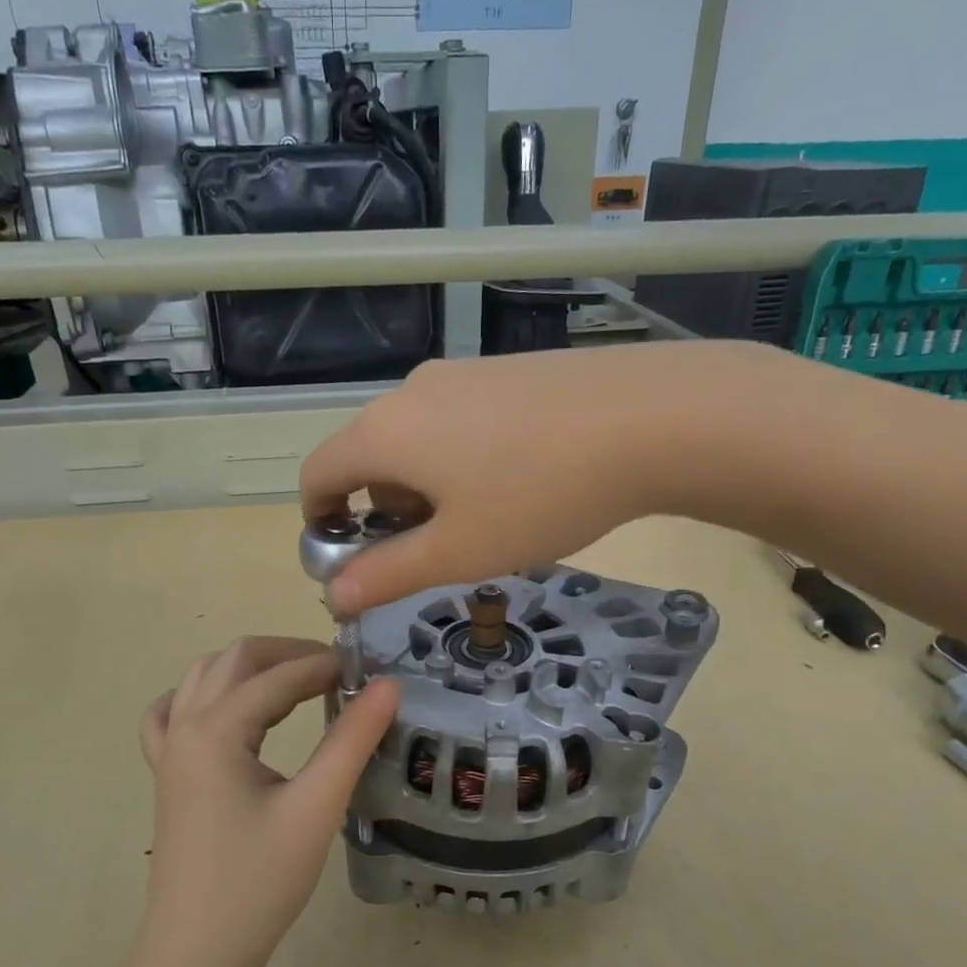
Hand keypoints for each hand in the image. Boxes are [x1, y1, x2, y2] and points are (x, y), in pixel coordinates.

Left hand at [137, 637, 399, 966]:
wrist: (196, 953)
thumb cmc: (259, 882)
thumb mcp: (316, 808)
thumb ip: (352, 740)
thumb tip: (389, 685)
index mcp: (216, 729)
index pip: (280, 676)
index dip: (327, 666)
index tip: (370, 671)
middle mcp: (185, 726)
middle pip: (236, 659)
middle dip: (288, 654)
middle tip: (338, 672)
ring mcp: (168, 750)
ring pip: (203, 677)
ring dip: (250, 668)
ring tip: (297, 683)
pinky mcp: (166, 775)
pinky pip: (170, 714)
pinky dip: (200, 696)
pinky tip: (223, 710)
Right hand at [299, 344, 750, 614]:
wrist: (649, 417)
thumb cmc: (538, 494)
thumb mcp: (458, 551)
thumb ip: (388, 574)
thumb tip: (334, 596)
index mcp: (384, 432)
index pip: (317, 474)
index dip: (319, 522)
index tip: (349, 560)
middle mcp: (409, 392)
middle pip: (366, 457)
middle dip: (379, 511)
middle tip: (431, 551)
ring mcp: (459, 374)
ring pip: (413, 440)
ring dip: (421, 487)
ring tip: (479, 521)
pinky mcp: (502, 371)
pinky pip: (454, 420)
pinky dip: (456, 459)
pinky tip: (513, 481)